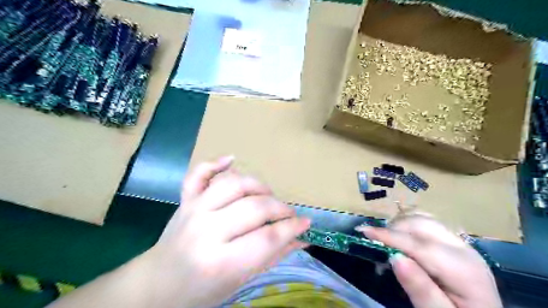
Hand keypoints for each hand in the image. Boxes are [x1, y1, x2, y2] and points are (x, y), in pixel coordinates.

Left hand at [143, 157, 309, 307]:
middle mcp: (206, 231)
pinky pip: (199, 174)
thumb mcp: (241, 280)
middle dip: (279, 208)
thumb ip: (273, 256)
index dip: (291, 228)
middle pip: (253, 208)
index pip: (266, 238)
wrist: (159, 283)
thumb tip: (303, 238)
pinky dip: (215, 163)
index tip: (305, 222)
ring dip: (257, 186)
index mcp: (220, 261)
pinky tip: (231, 159)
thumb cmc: (202, 290)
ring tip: (267, 195)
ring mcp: (193, 210)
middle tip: (287, 214)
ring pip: (233, 184)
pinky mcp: (186, 199)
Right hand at [358, 216, 501, 306]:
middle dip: (394, 228)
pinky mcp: (455, 243)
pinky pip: (428, 225)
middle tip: (373, 242)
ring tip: (385, 241)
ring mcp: (461, 244)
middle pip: (422, 225)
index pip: (419, 245)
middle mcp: (464, 249)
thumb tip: (394, 258)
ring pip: (424, 220)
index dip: (389, 236)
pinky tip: (402, 238)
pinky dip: (409, 226)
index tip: (363, 231)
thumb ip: (421, 289)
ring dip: (400, 226)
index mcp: (463, 270)